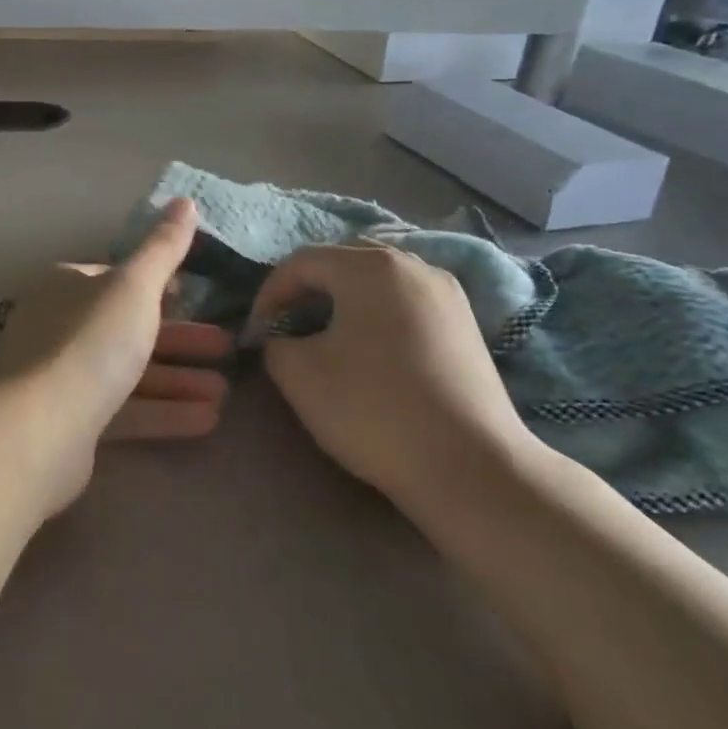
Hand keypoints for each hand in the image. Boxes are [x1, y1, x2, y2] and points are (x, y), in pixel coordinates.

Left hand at [0, 198, 230, 515]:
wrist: (41, 429)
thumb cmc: (91, 342)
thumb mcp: (134, 287)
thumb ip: (163, 248)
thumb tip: (186, 201)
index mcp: (65, 287)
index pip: (115, 279)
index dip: (157, 286)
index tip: (195, 296)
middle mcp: (58, 327)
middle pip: (128, 327)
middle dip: (180, 339)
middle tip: (227, 347)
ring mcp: (62, 378)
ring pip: (129, 373)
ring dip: (178, 380)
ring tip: (225, 391)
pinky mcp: (71, 424)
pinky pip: (124, 410)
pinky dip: (163, 411)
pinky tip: (207, 419)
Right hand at [247, 243, 541, 515]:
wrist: (470, 468)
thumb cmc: (374, 410)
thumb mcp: (299, 374)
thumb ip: (275, 343)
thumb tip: (282, 337)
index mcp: (369, 267)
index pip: (301, 262)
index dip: (269, 294)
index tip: (257, 333)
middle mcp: (413, 265)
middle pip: (343, 261)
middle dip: (307, 289)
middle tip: (288, 325)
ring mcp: (447, 293)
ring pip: (379, 279)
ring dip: (343, 299)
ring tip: (326, 335)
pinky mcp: (466, 324)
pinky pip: (407, 301)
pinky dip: (378, 313)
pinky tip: (371, 349)